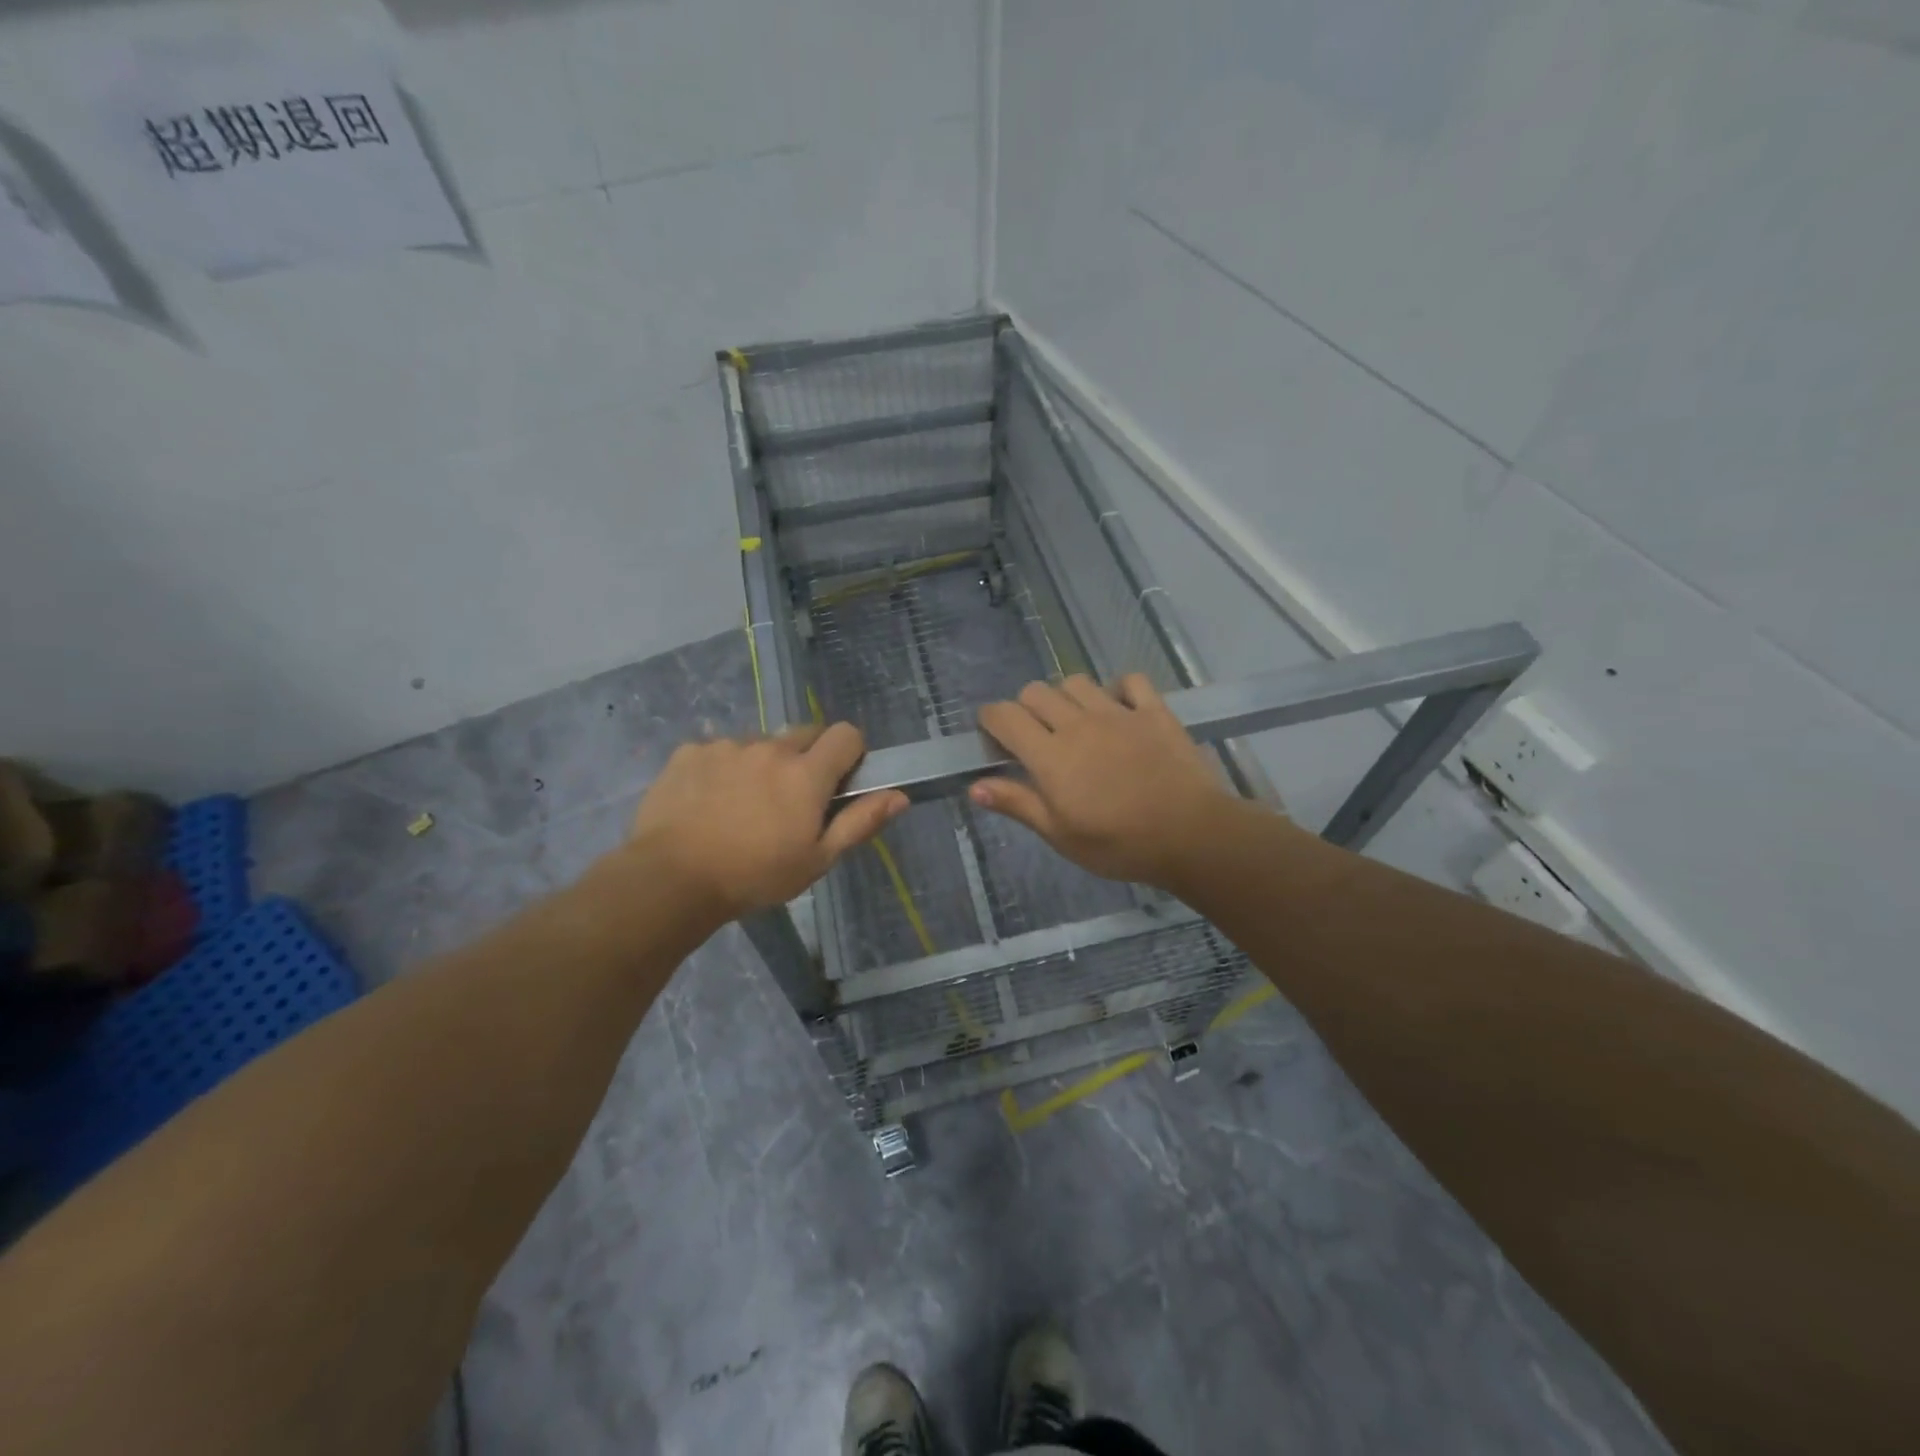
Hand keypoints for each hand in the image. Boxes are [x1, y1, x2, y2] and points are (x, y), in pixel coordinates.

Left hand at [625, 723, 906, 919]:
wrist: (670, 879)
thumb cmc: (754, 876)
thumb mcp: (817, 860)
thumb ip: (860, 822)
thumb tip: (900, 795)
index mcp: (806, 773)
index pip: (846, 734)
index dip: (850, 754)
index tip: (839, 783)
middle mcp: (770, 748)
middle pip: (804, 734)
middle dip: (807, 759)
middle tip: (791, 800)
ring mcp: (726, 746)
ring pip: (760, 743)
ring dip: (763, 764)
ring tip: (743, 805)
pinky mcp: (690, 751)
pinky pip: (719, 750)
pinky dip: (723, 768)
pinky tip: (709, 801)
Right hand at [970, 674, 1238, 888]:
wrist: (1191, 834)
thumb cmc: (1119, 844)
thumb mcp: (1061, 835)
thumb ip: (1018, 804)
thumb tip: (974, 786)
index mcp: (1049, 755)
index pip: (1005, 716)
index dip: (990, 719)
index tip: (992, 736)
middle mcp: (1077, 723)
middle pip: (1036, 692)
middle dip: (1025, 708)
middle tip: (1035, 738)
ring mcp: (1118, 713)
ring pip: (1076, 682)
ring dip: (1066, 697)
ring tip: (1074, 723)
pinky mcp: (1153, 711)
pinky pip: (1130, 681)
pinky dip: (1118, 689)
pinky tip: (1119, 710)